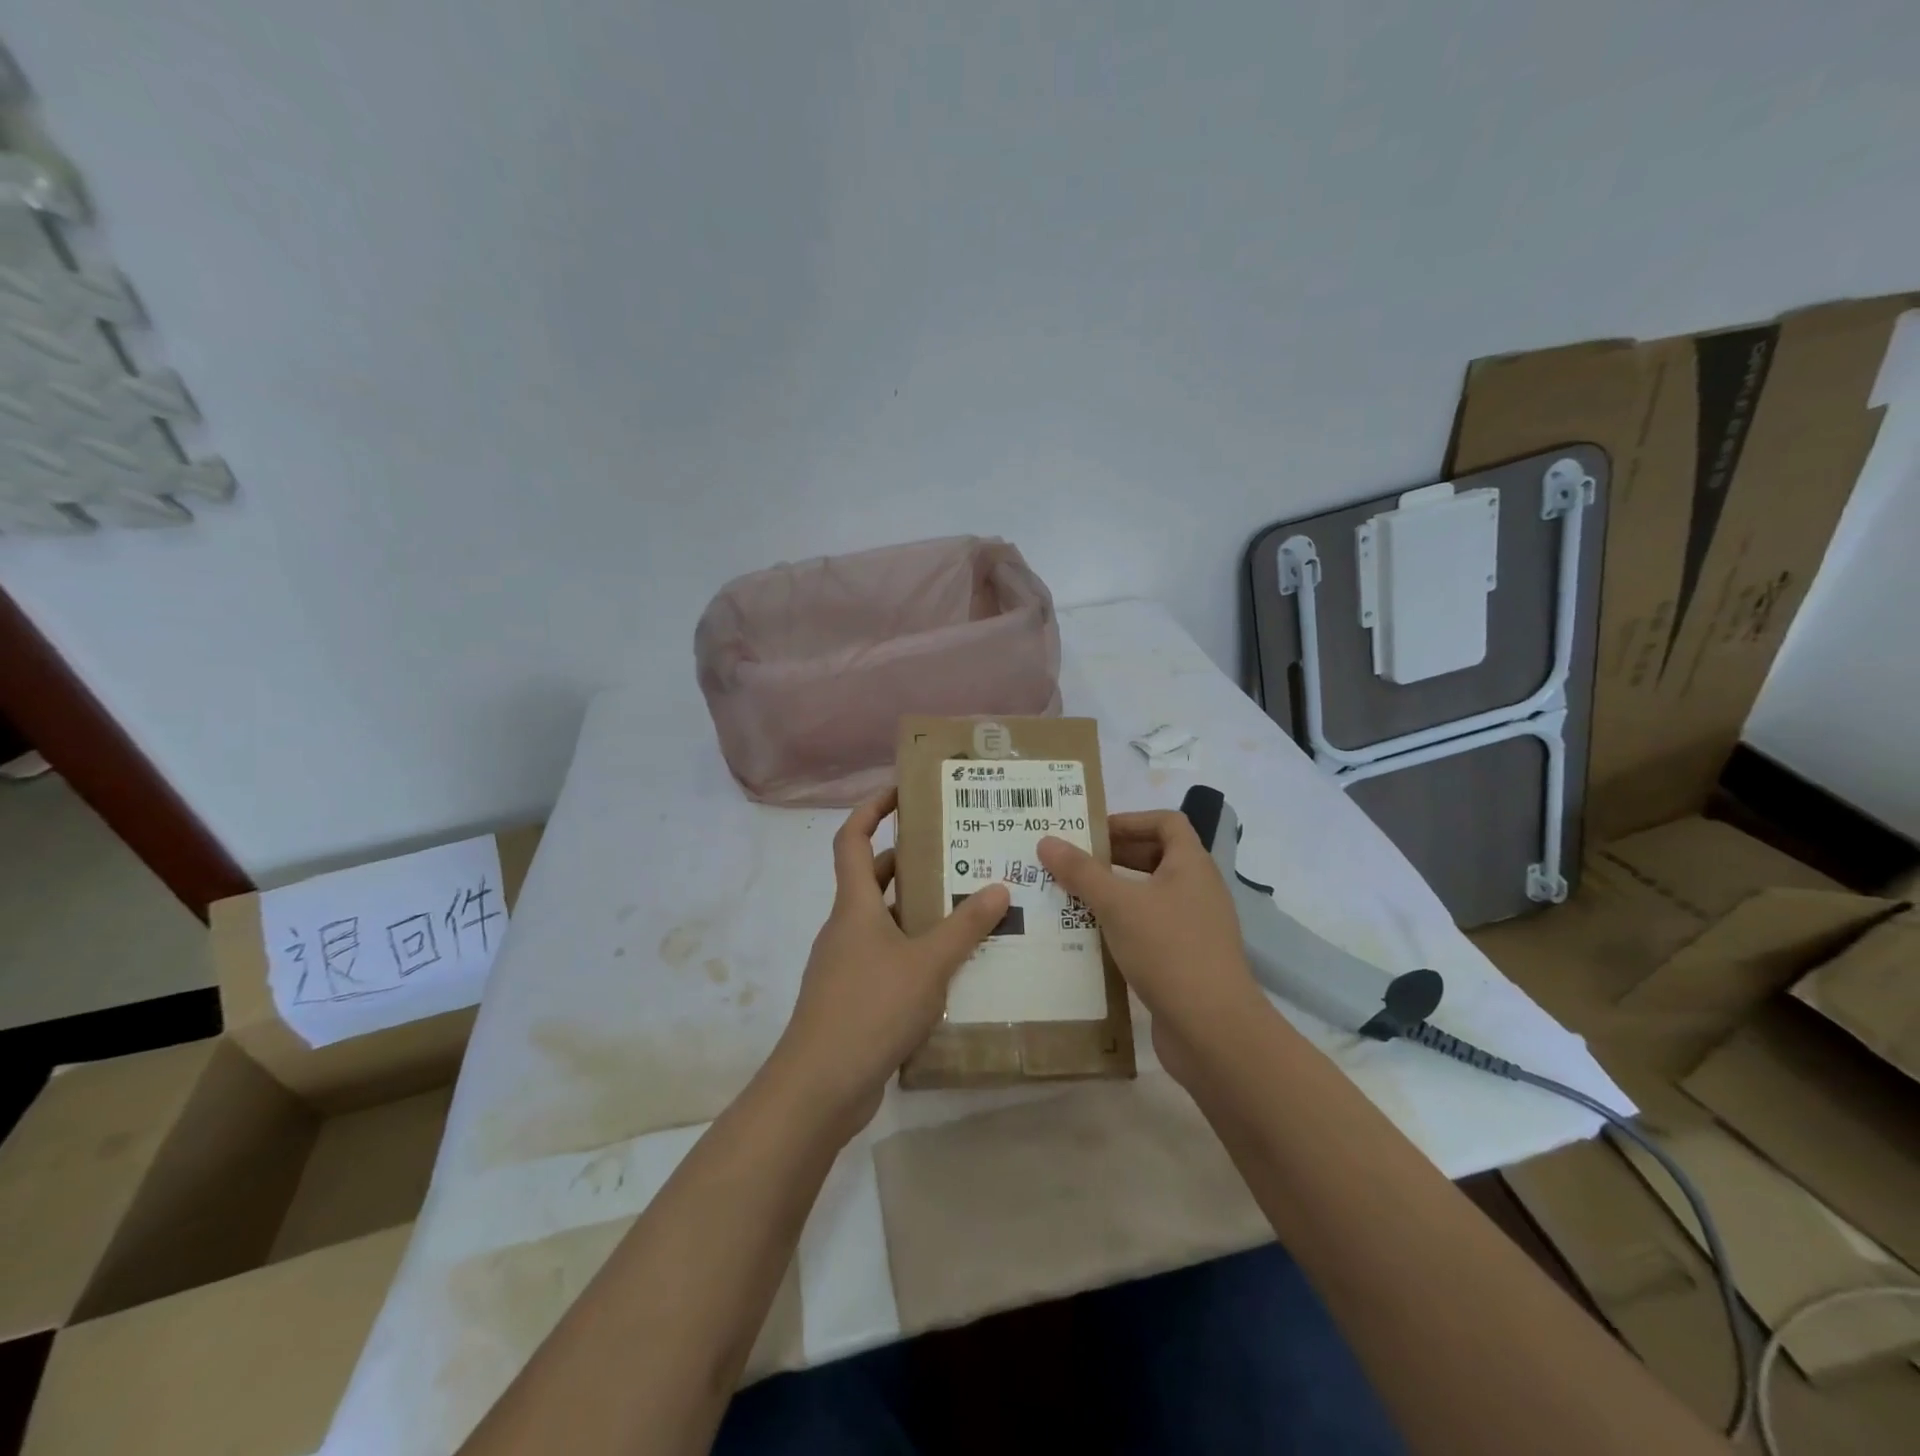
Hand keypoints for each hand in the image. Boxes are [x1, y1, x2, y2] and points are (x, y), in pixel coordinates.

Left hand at [768, 790, 1009, 1138]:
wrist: (820, 1086)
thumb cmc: (871, 1007)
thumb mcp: (928, 963)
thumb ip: (964, 926)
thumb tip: (998, 887)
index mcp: (854, 905)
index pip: (853, 839)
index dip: (871, 809)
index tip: (900, 791)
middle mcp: (846, 927)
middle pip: (873, 879)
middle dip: (910, 861)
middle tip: (956, 852)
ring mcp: (845, 965)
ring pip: (884, 922)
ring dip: (918, 911)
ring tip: (967, 907)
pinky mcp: (852, 998)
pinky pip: (887, 959)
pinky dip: (914, 952)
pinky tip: (951, 968)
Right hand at [1037, 811, 1266, 1084]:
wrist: (1213, 1030)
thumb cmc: (1168, 950)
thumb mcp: (1118, 904)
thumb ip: (1081, 871)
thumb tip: (1047, 841)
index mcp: (1191, 865)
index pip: (1166, 822)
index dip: (1129, 820)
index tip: (1091, 833)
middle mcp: (1197, 890)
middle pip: (1155, 857)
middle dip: (1113, 857)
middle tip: (1070, 864)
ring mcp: (1194, 927)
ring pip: (1149, 896)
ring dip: (1113, 894)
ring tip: (1070, 899)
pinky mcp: (1185, 960)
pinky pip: (1149, 929)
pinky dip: (1121, 926)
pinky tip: (1089, 939)